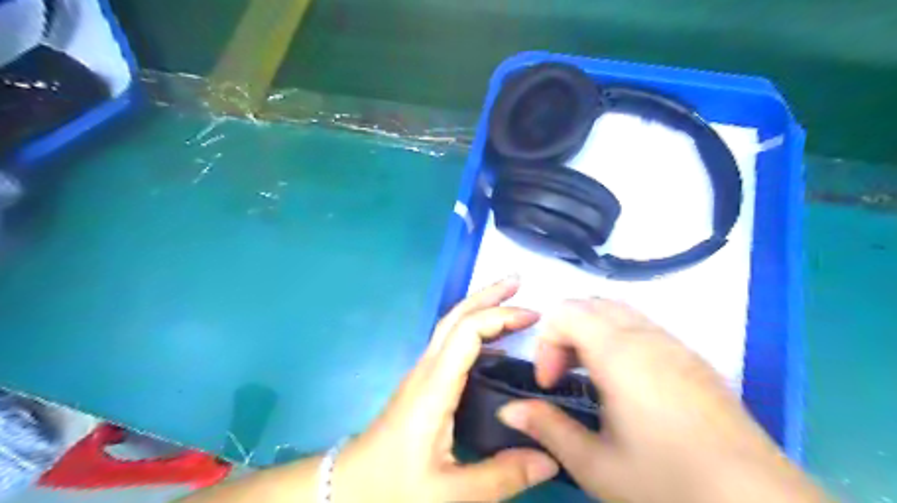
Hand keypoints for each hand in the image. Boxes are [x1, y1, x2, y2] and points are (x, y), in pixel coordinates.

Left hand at [335, 279, 558, 502]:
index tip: (534, 316)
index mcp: (434, 387)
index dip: (500, 317)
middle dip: (487, 294)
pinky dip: (474, 329)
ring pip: (451, 326)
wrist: (350, 488)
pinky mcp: (422, 382)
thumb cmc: (394, 487)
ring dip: (479, 307)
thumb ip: (502, 477)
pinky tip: (493, 342)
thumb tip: (551, 459)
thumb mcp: (451, 494)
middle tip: (518, 281)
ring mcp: (422, 373)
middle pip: (455, 316)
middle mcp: (427, 370)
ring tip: (510, 301)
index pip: (467, 332)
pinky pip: (450, 343)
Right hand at [497, 298, 826, 502]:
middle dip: (565, 332)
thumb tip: (507, 409)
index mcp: (619, 353)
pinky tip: (626, 384)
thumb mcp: (596, 465)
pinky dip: (618, 338)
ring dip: (592, 333)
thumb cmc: (670, 485)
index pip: (565, 312)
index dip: (546, 342)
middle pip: (590, 304)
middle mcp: (647, 337)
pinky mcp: (693, 358)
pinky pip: (643, 326)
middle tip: (565, 377)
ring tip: (592, 379)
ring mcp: (675, 344)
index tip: (549, 383)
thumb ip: (547, 428)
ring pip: (618, 311)